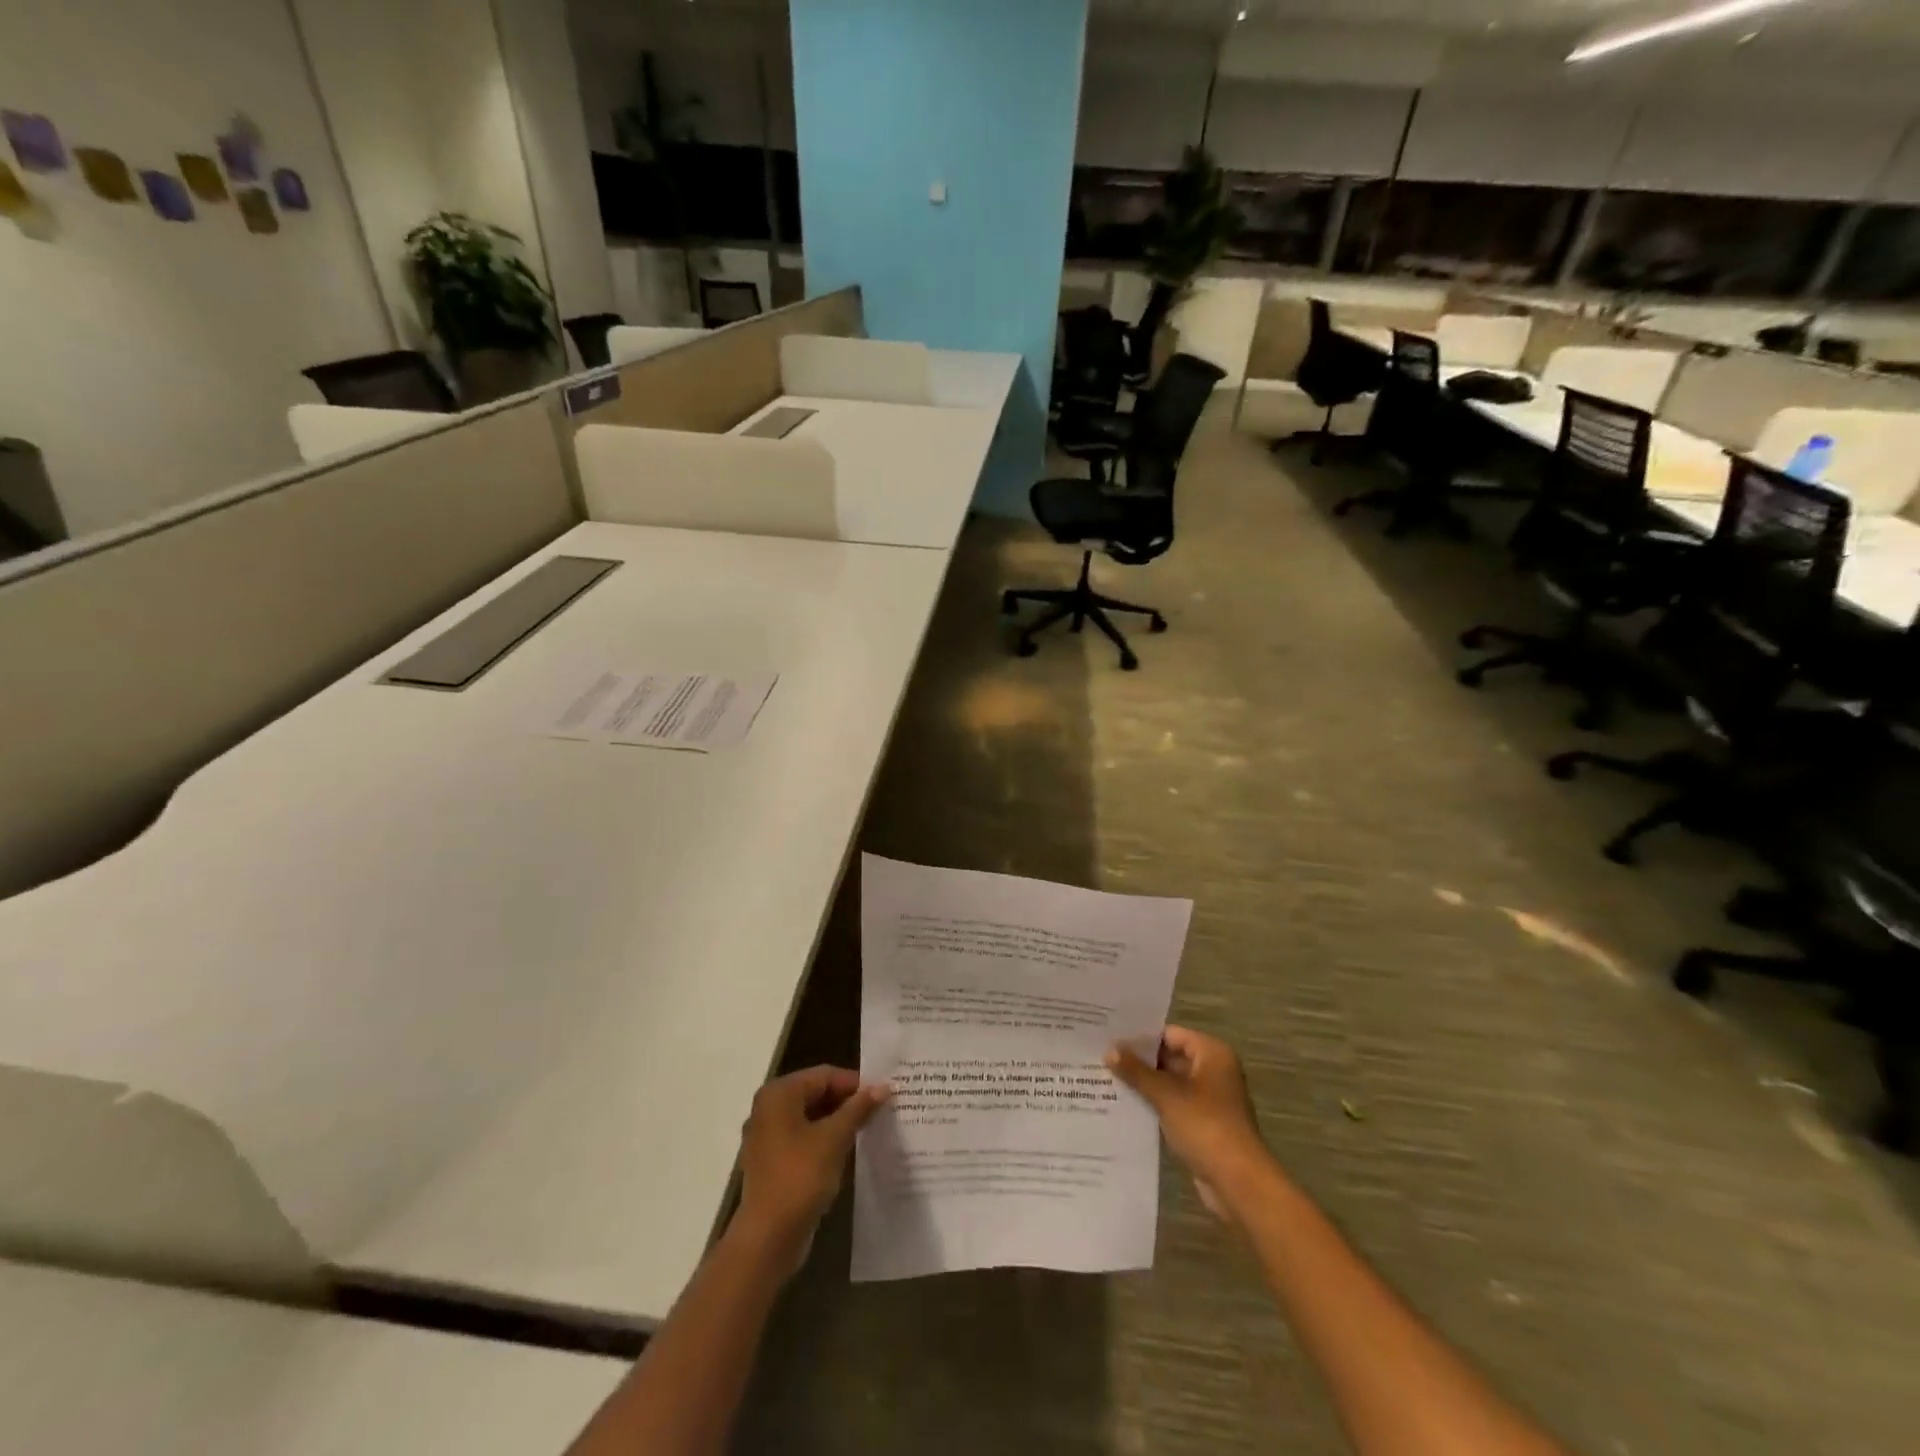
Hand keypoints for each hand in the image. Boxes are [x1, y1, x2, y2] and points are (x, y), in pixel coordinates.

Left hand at [735, 1066, 888, 1251]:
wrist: (767, 1238)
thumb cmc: (800, 1177)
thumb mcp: (834, 1138)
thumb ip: (858, 1108)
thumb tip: (883, 1086)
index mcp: (779, 1094)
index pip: (824, 1075)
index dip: (855, 1083)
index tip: (884, 1095)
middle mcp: (768, 1108)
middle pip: (816, 1094)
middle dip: (848, 1102)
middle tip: (880, 1111)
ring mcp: (767, 1137)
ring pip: (810, 1118)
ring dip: (838, 1122)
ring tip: (869, 1129)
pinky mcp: (772, 1162)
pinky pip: (803, 1139)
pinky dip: (824, 1140)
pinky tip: (848, 1151)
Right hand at [1106, 1026, 1269, 1220]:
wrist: (1239, 1182)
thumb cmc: (1205, 1126)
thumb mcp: (1166, 1094)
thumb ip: (1136, 1071)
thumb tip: (1109, 1049)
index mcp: (1212, 1053)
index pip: (1170, 1034)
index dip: (1141, 1037)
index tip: (1110, 1037)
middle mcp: (1214, 1070)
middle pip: (1170, 1057)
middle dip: (1139, 1061)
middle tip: (1103, 1057)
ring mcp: (1210, 1099)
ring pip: (1170, 1083)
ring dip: (1145, 1084)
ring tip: (1106, 1079)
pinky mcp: (1204, 1123)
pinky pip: (1174, 1105)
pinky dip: (1154, 1104)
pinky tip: (1125, 1106)